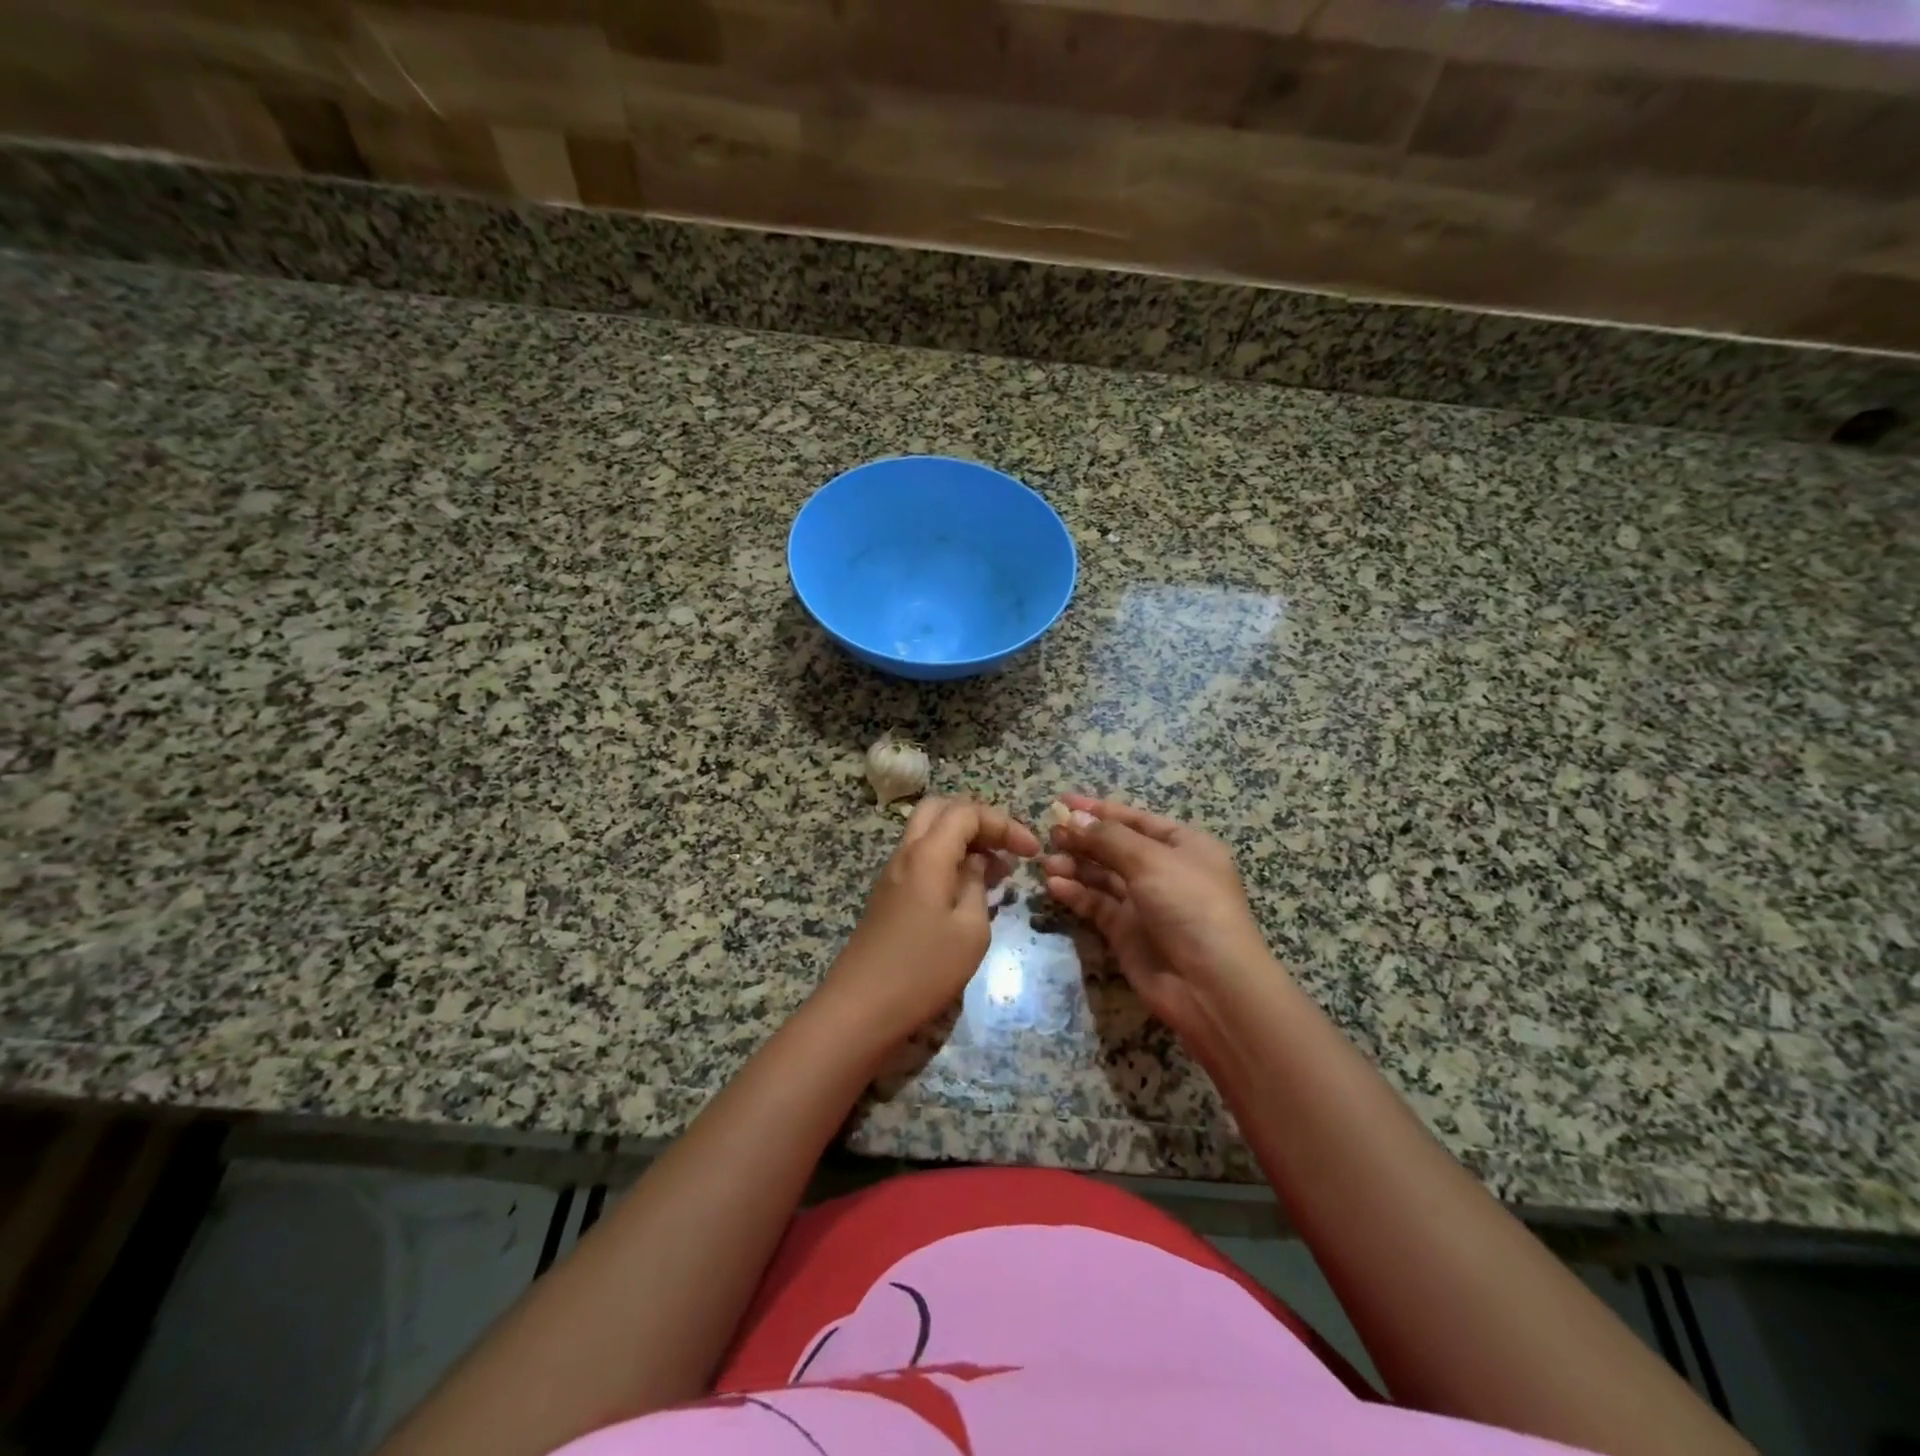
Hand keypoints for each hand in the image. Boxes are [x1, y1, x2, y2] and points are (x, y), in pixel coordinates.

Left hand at [820, 797, 1041, 1048]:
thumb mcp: (969, 930)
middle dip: (979, 821)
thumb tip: (976, 864)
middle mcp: (905, 853)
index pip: (967, 812)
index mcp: (927, 854)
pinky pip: (921, 859)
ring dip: (963, 841)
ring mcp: (892, 874)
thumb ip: (976, 886)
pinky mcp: (888, 895)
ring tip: (997, 873)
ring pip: (928, 834)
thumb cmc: (923, 970)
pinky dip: (948, 861)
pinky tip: (969, 892)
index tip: (1032, 852)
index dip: (1004, 823)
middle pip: (941, 810)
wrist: (860, 1009)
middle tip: (1007, 849)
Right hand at [1042, 794, 1278, 1039]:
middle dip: (1083, 839)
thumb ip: (1108, 838)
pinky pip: (1096, 904)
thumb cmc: (1190, 906)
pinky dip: (1076, 893)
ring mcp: (1144, 902)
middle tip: (1049, 834)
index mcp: (1183, 845)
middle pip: (1115, 847)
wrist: (1210, 985)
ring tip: (1046, 861)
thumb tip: (1073, 818)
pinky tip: (1054, 885)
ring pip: (1102, 876)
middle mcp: (1163, 870)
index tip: (1061, 801)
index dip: (1098, 810)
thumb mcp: (1151, 861)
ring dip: (1075, 866)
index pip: (1134, 819)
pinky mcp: (1126, 932)